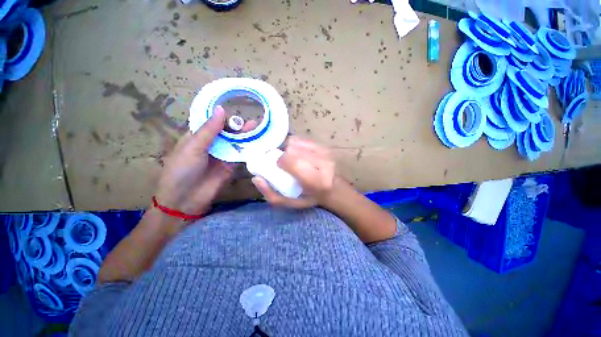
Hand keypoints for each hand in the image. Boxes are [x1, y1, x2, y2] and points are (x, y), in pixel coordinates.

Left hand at [154, 106, 253, 215]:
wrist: (186, 199)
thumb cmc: (182, 169)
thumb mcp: (193, 147)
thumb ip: (209, 130)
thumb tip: (222, 109)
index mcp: (198, 136)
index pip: (213, 122)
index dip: (224, 116)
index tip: (238, 109)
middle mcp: (212, 144)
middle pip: (227, 132)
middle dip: (239, 127)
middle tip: (253, 122)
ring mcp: (223, 155)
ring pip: (236, 143)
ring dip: (246, 137)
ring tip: (259, 129)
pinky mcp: (232, 166)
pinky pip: (241, 155)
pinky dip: (249, 149)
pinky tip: (258, 143)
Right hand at [252, 137, 335, 207]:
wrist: (333, 189)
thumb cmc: (310, 197)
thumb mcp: (290, 203)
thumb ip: (271, 194)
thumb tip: (256, 178)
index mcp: (315, 181)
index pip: (291, 161)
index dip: (280, 161)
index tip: (279, 167)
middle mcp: (323, 164)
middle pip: (292, 149)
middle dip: (285, 156)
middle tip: (286, 165)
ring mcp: (325, 152)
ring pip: (295, 142)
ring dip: (289, 149)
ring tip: (293, 159)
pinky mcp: (324, 146)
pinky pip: (302, 139)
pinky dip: (296, 145)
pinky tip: (299, 153)